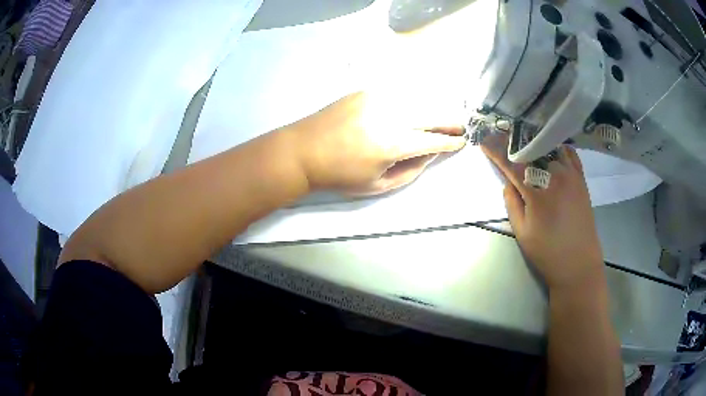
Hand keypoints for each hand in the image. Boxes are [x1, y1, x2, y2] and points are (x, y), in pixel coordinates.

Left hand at [284, 92, 466, 194]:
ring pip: (417, 100)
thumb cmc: (339, 175)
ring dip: (432, 110)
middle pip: (432, 114)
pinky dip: (410, 101)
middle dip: (449, 121)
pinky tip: (412, 108)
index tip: (462, 142)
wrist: (303, 151)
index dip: (451, 142)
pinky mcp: (365, 91)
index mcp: (393, 144)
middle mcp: (390, 116)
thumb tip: (430, 154)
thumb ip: (410, 170)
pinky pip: (397, 94)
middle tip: (459, 127)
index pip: (434, 140)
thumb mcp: (378, 185)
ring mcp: (377, 99)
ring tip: (439, 119)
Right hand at [481, 134, 605, 291]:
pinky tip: (550, 149)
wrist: (579, 264)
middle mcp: (556, 177)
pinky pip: (570, 155)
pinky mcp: (581, 180)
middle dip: (514, 142)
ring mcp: (571, 176)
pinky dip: (558, 148)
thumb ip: (513, 204)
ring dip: (535, 142)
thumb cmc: (548, 253)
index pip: (512, 165)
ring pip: (551, 148)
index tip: (484, 141)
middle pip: (531, 150)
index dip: (496, 152)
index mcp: (538, 192)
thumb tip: (509, 183)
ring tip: (524, 139)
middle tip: (501, 136)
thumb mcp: (522, 233)